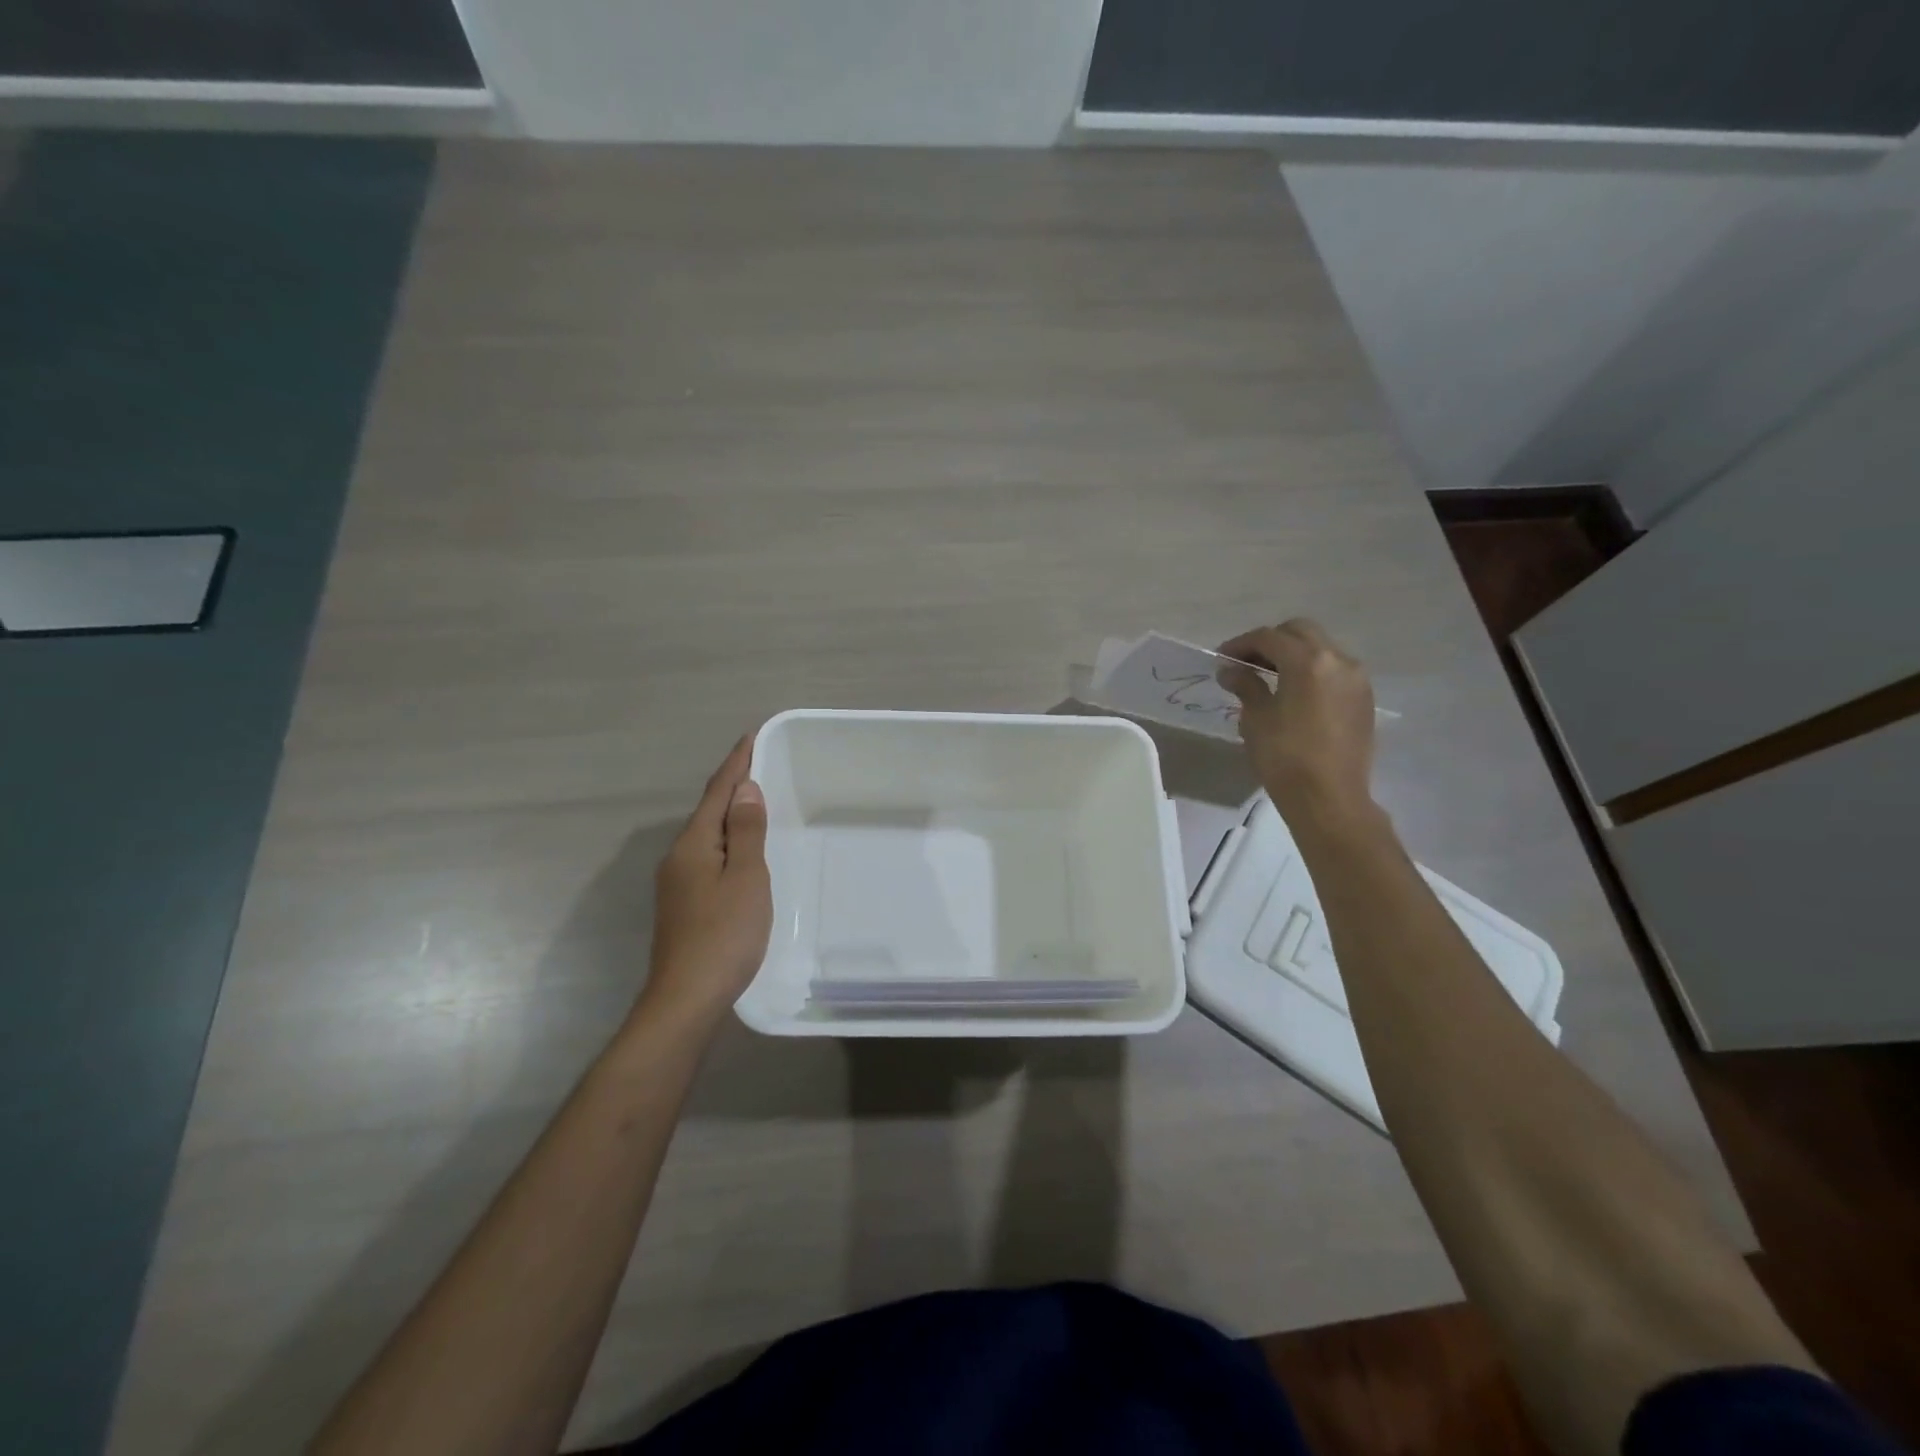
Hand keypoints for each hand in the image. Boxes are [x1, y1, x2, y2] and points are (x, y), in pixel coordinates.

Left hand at [641, 735, 772, 1024]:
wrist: (686, 998)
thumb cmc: (724, 934)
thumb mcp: (746, 878)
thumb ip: (746, 832)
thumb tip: (745, 790)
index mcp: (694, 845)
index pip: (717, 792)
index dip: (735, 764)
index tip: (750, 737)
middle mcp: (678, 857)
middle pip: (708, 812)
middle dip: (732, 787)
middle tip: (759, 766)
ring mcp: (676, 883)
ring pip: (707, 837)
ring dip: (730, 816)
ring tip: (755, 804)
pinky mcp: (682, 905)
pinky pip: (708, 858)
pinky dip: (727, 843)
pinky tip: (740, 854)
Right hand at [1216, 620, 1376, 827]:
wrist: (1329, 798)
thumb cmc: (1284, 757)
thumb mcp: (1256, 719)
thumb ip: (1246, 686)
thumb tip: (1231, 670)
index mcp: (1307, 662)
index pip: (1268, 637)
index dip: (1240, 644)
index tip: (1221, 659)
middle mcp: (1338, 660)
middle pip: (1300, 632)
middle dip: (1270, 641)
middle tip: (1246, 663)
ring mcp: (1356, 679)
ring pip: (1321, 648)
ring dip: (1293, 654)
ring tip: (1269, 677)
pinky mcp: (1363, 698)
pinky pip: (1334, 670)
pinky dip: (1312, 671)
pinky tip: (1294, 693)